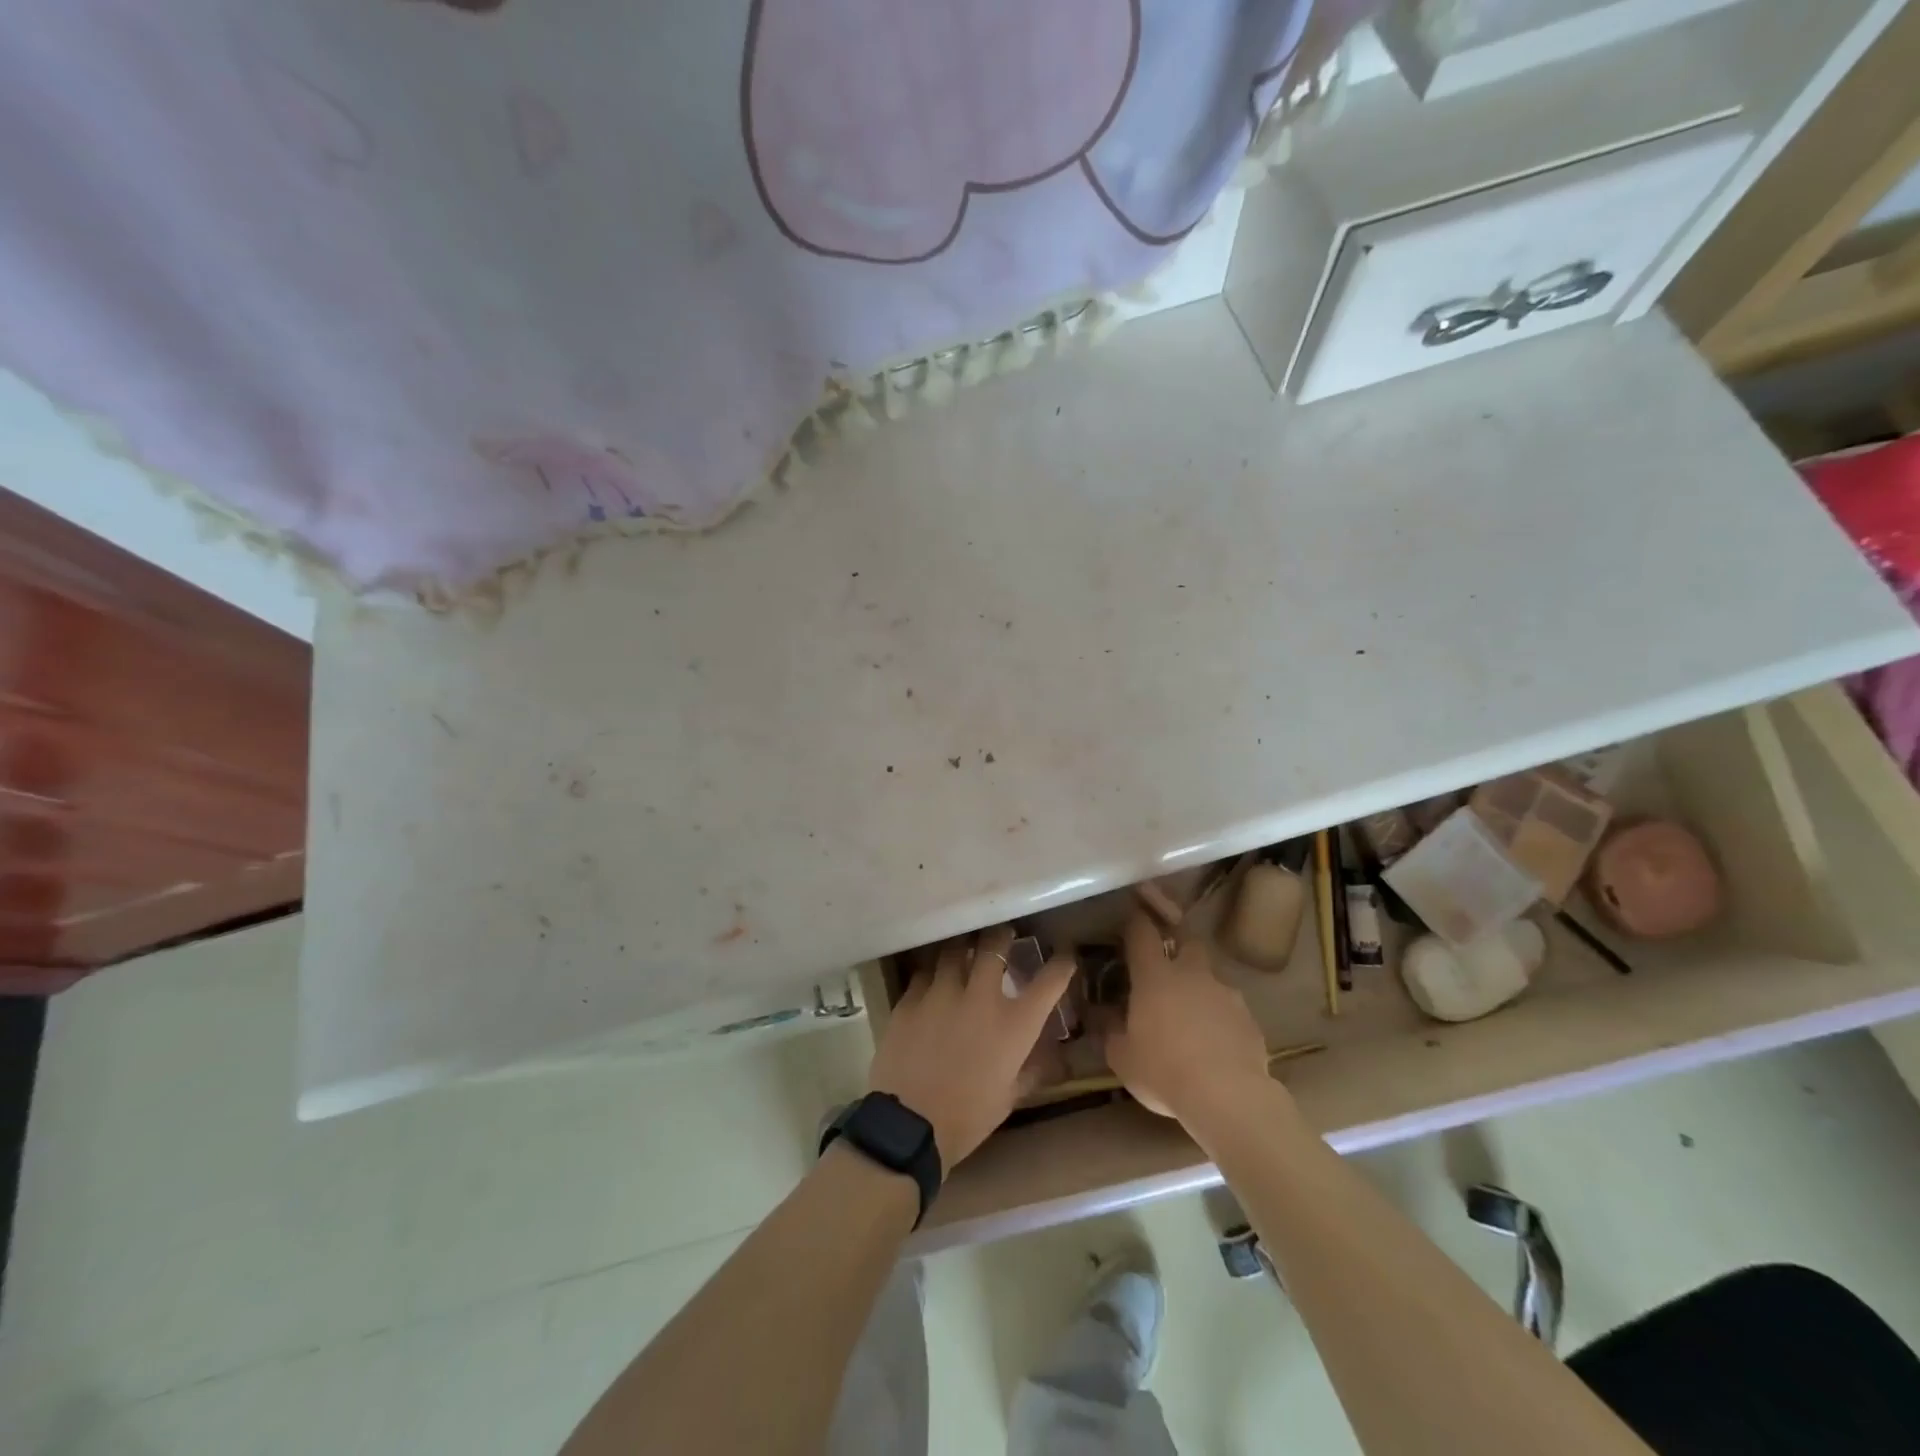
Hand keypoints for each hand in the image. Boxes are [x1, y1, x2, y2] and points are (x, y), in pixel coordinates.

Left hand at [867, 925, 1074, 1168]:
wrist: (909, 1126)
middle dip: (1002, 936)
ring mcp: (941, 993)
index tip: (1064, 955)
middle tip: (1003, 936)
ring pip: (954, 951)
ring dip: (963, 949)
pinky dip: (932, 973)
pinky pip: (924, 973)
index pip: (1049, 981)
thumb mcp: (1010, 1096)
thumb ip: (1032, 1068)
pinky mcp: (910, 999)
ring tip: (964, 950)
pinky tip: (932, 981)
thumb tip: (1054, 1056)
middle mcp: (980, 997)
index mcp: (1014, 1024)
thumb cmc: (968, 1117)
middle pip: (994, 945)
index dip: (1061, 964)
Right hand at [1103, 913, 1270, 1120]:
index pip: (1142, 933)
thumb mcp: (1122, 1057)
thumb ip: (1110, 1030)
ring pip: (1211, 978)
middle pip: (1188, 942)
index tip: (1131, 919)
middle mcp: (1192, 974)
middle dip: (1178, 946)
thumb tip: (1103, 1015)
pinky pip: (1230, 1010)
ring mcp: (1226, 994)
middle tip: (1168, 965)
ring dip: (1200, 989)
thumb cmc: (1163, 1071)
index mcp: (1155, 976)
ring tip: (1193, 1018)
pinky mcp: (1250, 1019)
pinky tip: (1216, 1044)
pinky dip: (1221, 1018)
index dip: (1135, 923)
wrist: (1228, 1097)